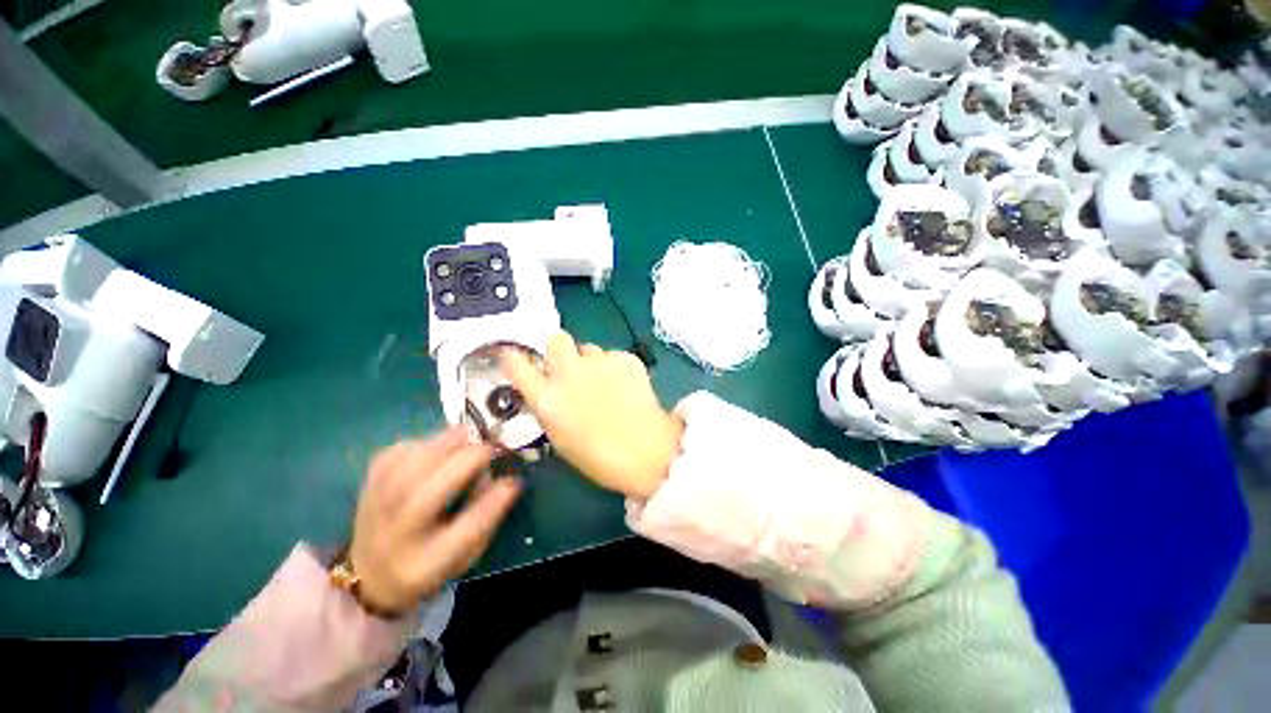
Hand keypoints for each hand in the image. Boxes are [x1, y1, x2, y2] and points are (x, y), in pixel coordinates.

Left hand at [350, 428, 521, 613]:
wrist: (369, 570)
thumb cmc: (430, 562)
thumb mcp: (465, 556)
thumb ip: (488, 519)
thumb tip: (508, 479)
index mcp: (426, 563)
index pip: (467, 529)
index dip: (495, 499)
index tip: (514, 481)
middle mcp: (398, 532)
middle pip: (437, 486)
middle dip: (473, 458)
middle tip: (493, 450)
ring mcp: (378, 500)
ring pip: (422, 457)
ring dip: (454, 443)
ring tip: (470, 445)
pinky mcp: (372, 476)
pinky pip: (408, 446)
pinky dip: (432, 442)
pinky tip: (440, 453)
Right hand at [501, 331, 683, 500]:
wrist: (647, 452)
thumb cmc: (599, 457)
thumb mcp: (560, 436)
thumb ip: (549, 406)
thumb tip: (549, 390)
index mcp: (547, 398)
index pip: (517, 364)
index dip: (515, 357)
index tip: (517, 357)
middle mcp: (568, 373)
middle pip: (556, 338)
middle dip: (559, 348)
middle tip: (570, 366)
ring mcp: (599, 362)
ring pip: (588, 348)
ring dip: (591, 361)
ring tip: (606, 383)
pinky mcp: (625, 358)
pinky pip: (614, 356)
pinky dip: (616, 368)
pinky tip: (627, 386)